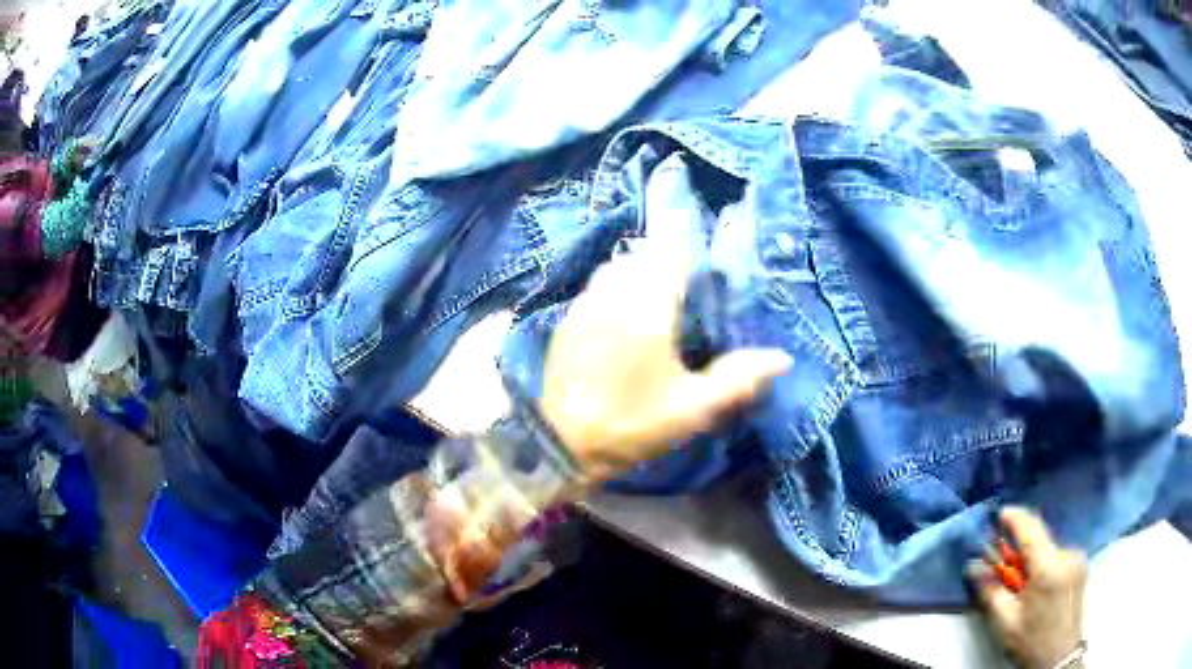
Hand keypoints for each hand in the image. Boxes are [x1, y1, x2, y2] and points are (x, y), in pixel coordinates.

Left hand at [540, 236, 791, 482]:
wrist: (562, 444)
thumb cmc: (632, 425)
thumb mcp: (693, 409)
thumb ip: (738, 379)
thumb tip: (782, 358)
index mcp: (649, 308)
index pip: (673, 254)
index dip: (695, 256)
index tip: (709, 276)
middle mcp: (614, 293)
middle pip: (645, 254)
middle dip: (669, 262)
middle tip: (689, 290)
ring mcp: (585, 303)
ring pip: (618, 266)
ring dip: (640, 271)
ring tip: (658, 299)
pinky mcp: (568, 318)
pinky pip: (597, 285)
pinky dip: (615, 287)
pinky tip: (624, 316)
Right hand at [971, 507, 1087, 668]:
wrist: (1059, 655)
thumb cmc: (1031, 640)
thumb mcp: (1006, 620)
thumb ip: (991, 590)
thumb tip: (974, 565)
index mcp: (1048, 567)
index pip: (1031, 529)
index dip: (1015, 518)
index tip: (1000, 514)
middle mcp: (1067, 554)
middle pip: (1039, 539)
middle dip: (1020, 548)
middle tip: (1003, 567)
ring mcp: (1077, 557)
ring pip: (1048, 547)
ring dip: (1032, 558)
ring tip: (1022, 586)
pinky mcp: (1080, 563)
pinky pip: (1057, 554)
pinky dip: (1044, 563)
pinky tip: (1038, 586)